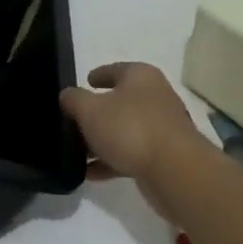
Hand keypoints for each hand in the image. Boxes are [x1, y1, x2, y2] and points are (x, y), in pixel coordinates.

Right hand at [60, 63, 209, 202]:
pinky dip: (112, 161)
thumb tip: (67, 95)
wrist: (175, 172)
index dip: (99, 74)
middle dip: (99, 111)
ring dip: (103, 140)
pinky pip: (132, 154)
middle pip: (121, 101)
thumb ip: (74, 99)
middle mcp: (156, 97)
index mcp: (141, 77)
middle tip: (75, 119)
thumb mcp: (89, 109)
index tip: (86, 81)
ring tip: (79, 152)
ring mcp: (163, 129)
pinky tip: (91, 174)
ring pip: (126, 130)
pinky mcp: (165, 157)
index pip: (116, 69)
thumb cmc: (130, 128)